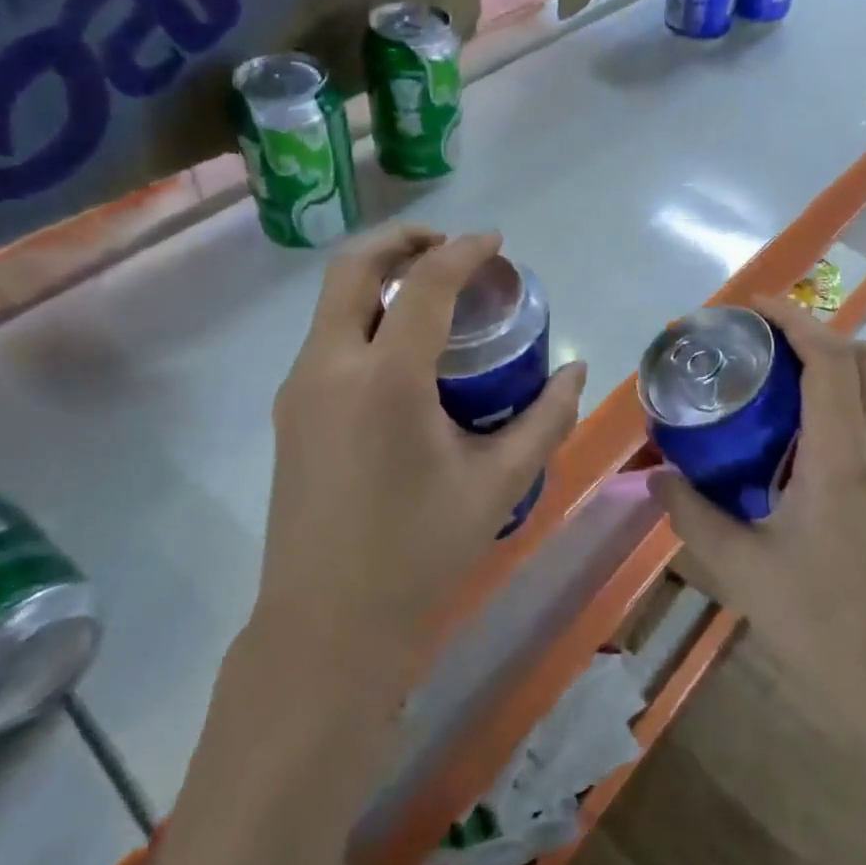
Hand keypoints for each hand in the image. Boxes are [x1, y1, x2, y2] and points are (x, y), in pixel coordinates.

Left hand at [257, 226, 586, 693]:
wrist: (327, 624)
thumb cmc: (420, 552)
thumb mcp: (498, 484)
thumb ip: (545, 419)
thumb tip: (576, 371)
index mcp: (385, 379)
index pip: (425, 283)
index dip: (464, 251)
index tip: (495, 242)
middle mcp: (330, 366)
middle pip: (353, 266)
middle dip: (402, 240)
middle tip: (449, 247)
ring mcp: (299, 387)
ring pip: (332, 298)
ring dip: (379, 276)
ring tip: (430, 292)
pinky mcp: (289, 410)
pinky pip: (326, 335)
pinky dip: (363, 314)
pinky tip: (402, 349)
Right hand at [649, 293, 865, 718]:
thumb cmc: (828, 630)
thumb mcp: (743, 572)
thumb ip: (692, 516)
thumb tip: (654, 477)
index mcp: (844, 457)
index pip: (831, 358)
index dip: (795, 318)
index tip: (754, 305)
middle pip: (865, 362)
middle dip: (816, 336)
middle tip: (762, 345)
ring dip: (831, 377)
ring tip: (775, 395)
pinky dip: (844, 415)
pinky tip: (804, 458)